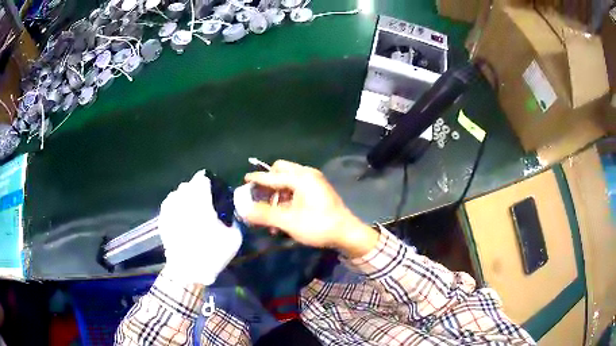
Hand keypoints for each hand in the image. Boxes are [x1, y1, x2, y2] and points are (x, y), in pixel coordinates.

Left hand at [158, 171, 241, 284]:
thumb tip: (232, 211)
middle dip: (197, 190)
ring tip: (191, 210)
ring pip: (177, 193)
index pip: (202, 178)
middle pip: (189, 185)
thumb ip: (235, 220)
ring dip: (185, 197)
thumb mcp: (233, 238)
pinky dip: (176, 206)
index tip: (213, 192)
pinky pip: (169, 204)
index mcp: (200, 201)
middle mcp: (182, 200)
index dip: (209, 183)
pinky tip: (181, 217)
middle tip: (204, 204)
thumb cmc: (211, 253)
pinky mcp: (162, 219)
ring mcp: (169, 209)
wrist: (188, 271)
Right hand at [238, 160, 378, 257]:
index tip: (244, 179)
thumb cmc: (318, 225)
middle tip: (261, 198)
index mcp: (301, 178)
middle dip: (269, 183)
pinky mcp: (318, 190)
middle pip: (281, 171)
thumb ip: (264, 214)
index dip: (257, 178)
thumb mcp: (288, 221)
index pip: (272, 175)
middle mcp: (308, 174)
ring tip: (271, 214)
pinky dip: (287, 197)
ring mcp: (314, 181)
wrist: (347, 233)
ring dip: (277, 193)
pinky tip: (283, 214)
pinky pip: (296, 187)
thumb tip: (244, 209)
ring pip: (288, 180)